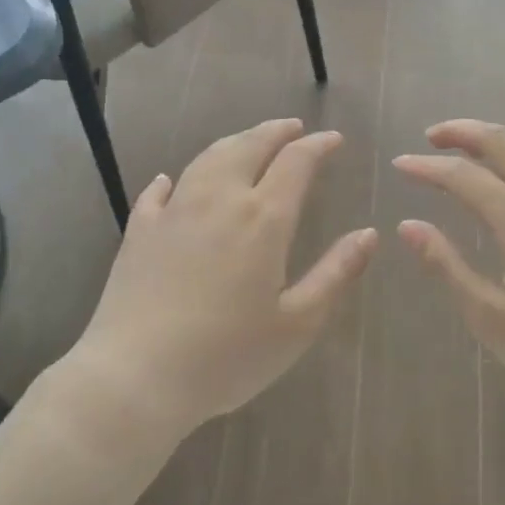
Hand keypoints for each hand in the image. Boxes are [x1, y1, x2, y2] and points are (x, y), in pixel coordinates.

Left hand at [67, 118, 376, 442]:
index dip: (317, 145)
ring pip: (207, 159)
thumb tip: (369, 234)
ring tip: (248, 141)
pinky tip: (173, 180)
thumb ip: (336, 274)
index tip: (333, 139)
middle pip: (248, 146)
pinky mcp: (139, 231)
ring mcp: (174, 212)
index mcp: (263, 219)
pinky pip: (158, 192)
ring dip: (234, 142)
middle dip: (275, 131)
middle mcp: (219, 200)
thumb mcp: (297, 323)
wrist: (135, 377)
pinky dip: (174, 179)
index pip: (296, 163)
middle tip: (293, 127)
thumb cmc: (226, 356)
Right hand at [393, 120, 504, 417]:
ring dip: (491, 141)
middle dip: (461, 131)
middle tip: (430, 138)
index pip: (462, 175)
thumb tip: (409, 227)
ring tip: (463, 151)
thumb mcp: (494, 320)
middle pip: (501, 141)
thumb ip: (448, 267)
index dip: (426, 167)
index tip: (399, 163)